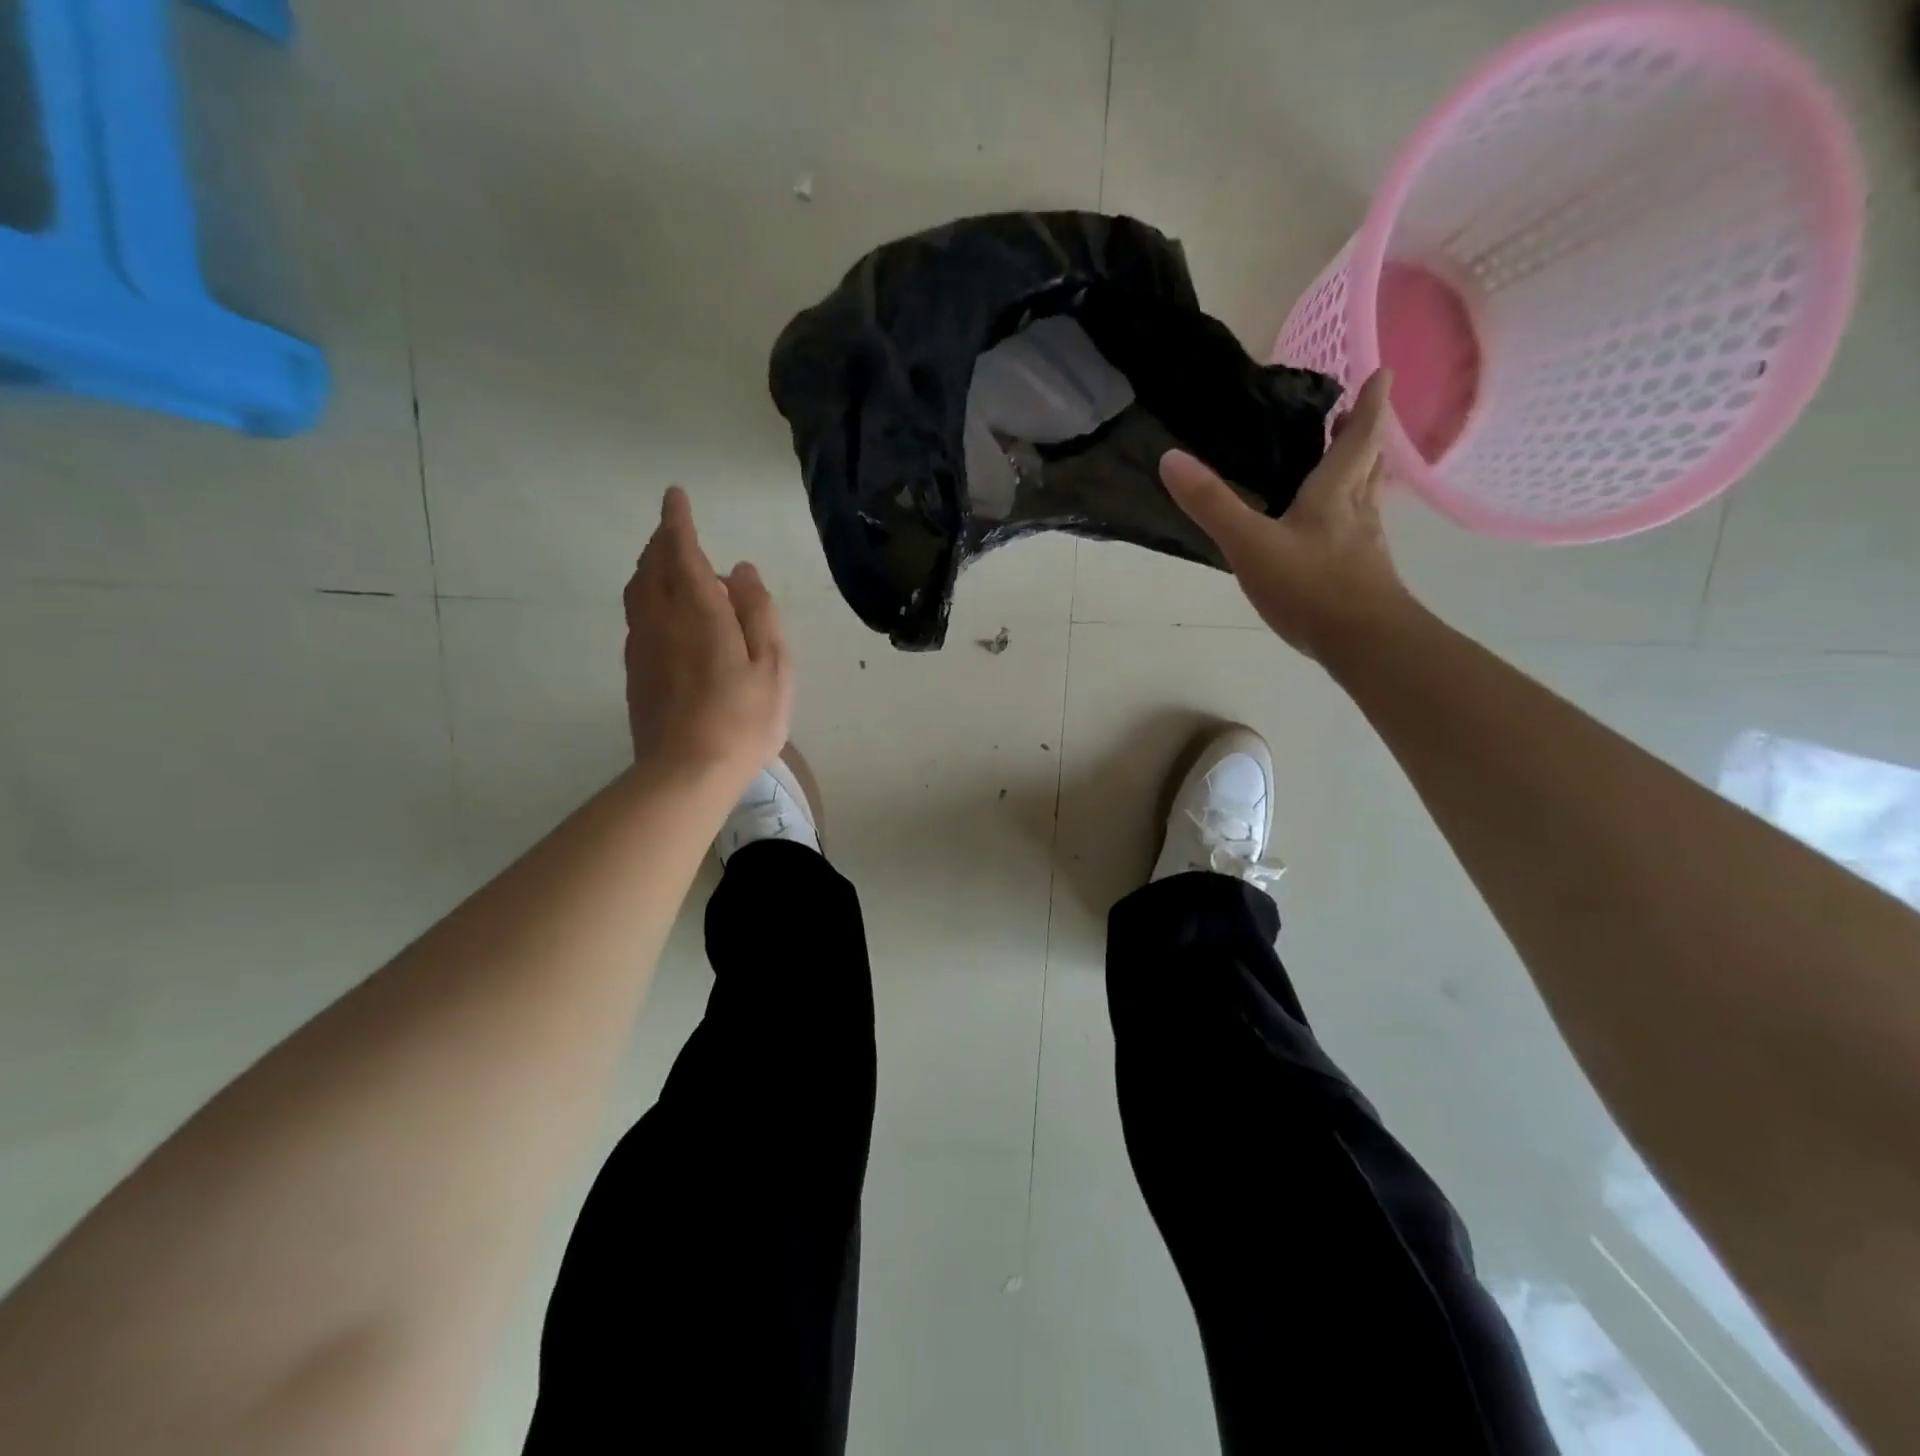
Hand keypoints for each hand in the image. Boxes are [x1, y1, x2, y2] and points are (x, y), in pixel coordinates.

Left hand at [623, 487, 792, 788]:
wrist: (686, 774)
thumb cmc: (742, 720)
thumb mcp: (772, 666)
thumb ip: (758, 612)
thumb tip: (741, 571)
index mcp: (698, 612)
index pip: (681, 552)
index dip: (678, 522)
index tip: (675, 497)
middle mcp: (661, 620)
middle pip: (652, 567)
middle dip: (662, 542)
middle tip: (677, 530)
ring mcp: (642, 647)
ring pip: (638, 592)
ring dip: (652, 569)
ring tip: (672, 567)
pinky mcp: (635, 672)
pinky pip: (638, 618)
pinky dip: (650, 599)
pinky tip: (668, 615)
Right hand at [1161, 369, 1412, 660]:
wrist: (1363, 642)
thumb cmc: (1310, 586)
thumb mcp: (1250, 544)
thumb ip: (1212, 505)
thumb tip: (1171, 458)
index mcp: (1334, 494)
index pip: (1359, 437)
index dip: (1370, 404)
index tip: (1382, 373)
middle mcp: (1357, 512)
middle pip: (1368, 464)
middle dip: (1363, 437)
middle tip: (1353, 417)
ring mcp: (1365, 546)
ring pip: (1367, 499)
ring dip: (1361, 476)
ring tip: (1346, 467)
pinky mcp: (1363, 576)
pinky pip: (1358, 534)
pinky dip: (1350, 519)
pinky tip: (1332, 536)